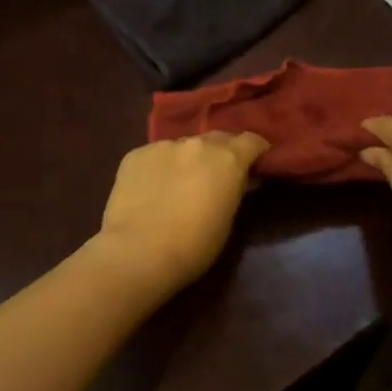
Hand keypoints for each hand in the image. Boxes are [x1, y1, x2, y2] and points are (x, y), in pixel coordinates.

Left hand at [95, 132, 269, 290]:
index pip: (252, 140)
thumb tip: (238, 180)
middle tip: (218, 173)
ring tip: (179, 183)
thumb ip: (234, 190)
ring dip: (187, 160)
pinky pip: (155, 156)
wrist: (138, 251)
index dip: (256, 150)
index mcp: (227, 159)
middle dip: (221, 152)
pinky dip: (159, 168)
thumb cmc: (194, 245)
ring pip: (183, 147)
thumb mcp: (227, 220)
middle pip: (217, 138)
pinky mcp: (135, 154)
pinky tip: (151, 189)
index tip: (256, 161)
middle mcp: (197, 144)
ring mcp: (163, 145)